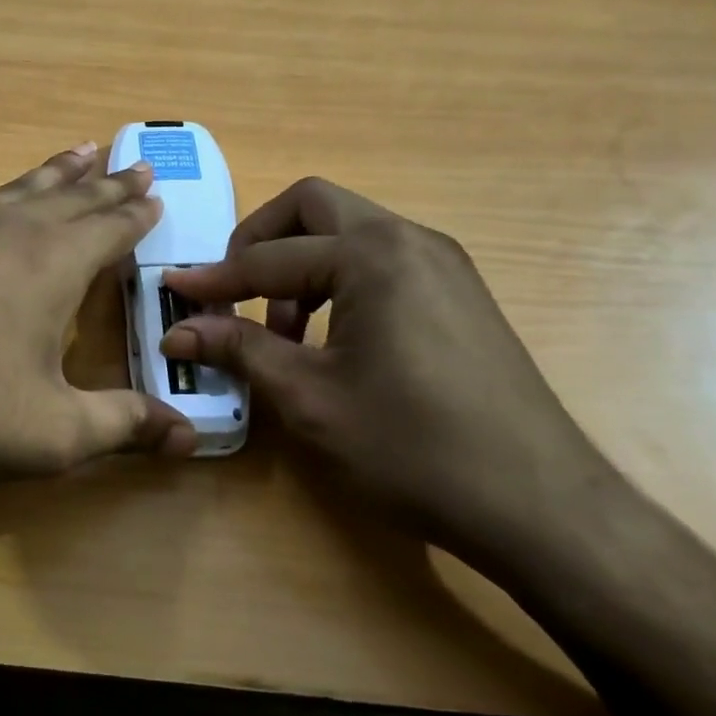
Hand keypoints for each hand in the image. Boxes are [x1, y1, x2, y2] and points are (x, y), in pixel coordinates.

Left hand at [0, 144, 196, 503]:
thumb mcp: (54, 434)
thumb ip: (124, 426)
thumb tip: (190, 436)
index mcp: (53, 266)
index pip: (111, 229)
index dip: (137, 214)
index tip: (156, 192)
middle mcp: (6, 233)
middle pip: (70, 200)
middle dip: (106, 184)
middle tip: (133, 162)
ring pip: (12, 191)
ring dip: (48, 173)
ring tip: (77, 150)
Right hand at [161, 179, 620, 560]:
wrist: (542, 508)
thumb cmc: (414, 448)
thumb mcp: (310, 398)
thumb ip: (239, 349)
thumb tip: (178, 329)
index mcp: (372, 254)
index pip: (271, 256)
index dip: (215, 278)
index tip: (173, 291)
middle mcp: (410, 239)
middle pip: (313, 207)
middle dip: (261, 241)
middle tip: (233, 290)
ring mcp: (442, 263)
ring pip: (349, 232)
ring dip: (301, 264)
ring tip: (282, 330)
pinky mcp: (459, 292)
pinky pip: (381, 260)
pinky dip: (339, 280)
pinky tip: (332, 337)